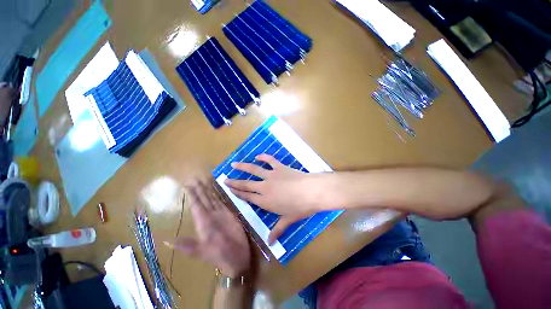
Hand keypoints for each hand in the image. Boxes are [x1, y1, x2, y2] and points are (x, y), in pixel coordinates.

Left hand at [169, 180, 250, 276]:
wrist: (236, 258)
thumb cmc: (218, 256)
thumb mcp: (200, 252)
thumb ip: (186, 245)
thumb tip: (165, 240)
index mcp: (203, 222)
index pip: (197, 205)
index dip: (192, 194)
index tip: (188, 184)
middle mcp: (211, 216)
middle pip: (204, 199)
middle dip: (200, 189)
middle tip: (195, 178)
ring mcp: (220, 214)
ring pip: (213, 199)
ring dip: (209, 190)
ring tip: (205, 180)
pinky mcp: (229, 215)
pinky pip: (223, 202)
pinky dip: (220, 196)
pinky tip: (218, 190)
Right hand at [224, 154, 331, 242]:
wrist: (311, 192)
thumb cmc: (299, 207)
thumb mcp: (288, 220)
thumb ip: (277, 230)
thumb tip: (270, 243)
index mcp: (265, 201)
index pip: (247, 197)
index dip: (238, 193)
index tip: (229, 189)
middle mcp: (264, 187)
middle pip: (246, 184)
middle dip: (235, 182)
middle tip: (225, 179)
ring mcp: (271, 175)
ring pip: (254, 170)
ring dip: (243, 167)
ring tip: (234, 164)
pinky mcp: (279, 167)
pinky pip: (269, 160)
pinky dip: (263, 157)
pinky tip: (257, 156)